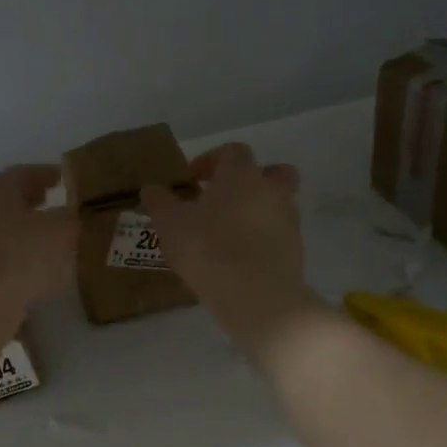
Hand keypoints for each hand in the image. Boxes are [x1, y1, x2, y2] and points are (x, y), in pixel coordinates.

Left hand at [0, 164, 77, 306]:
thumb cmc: (23, 254)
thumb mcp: (63, 230)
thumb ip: (73, 218)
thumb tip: (76, 216)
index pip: (24, 172)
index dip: (47, 175)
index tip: (65, 180)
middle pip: (9, 200)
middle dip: (34, 203)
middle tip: (57, 207)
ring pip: (2, 230)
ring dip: (25, 233)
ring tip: (51, 242)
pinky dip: (17, 258)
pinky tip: (35, 271)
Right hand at [140, 144, 310, 349]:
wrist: (255, 295)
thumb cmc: (208, 249)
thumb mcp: (170, 224)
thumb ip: (159, 202)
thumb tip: (151, 188)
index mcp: (241, 175)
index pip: (232, 151)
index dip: (211, 160)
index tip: (192, 180)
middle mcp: (271, 190)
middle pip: (272, 172)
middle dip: (251, 180)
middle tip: (225, 199)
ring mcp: (288, 220)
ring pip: (278, 204)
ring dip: (258, 211)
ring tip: (231, 234)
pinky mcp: (296, 250)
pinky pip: (279, 235)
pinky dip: (264, 239)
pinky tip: (242, 259)